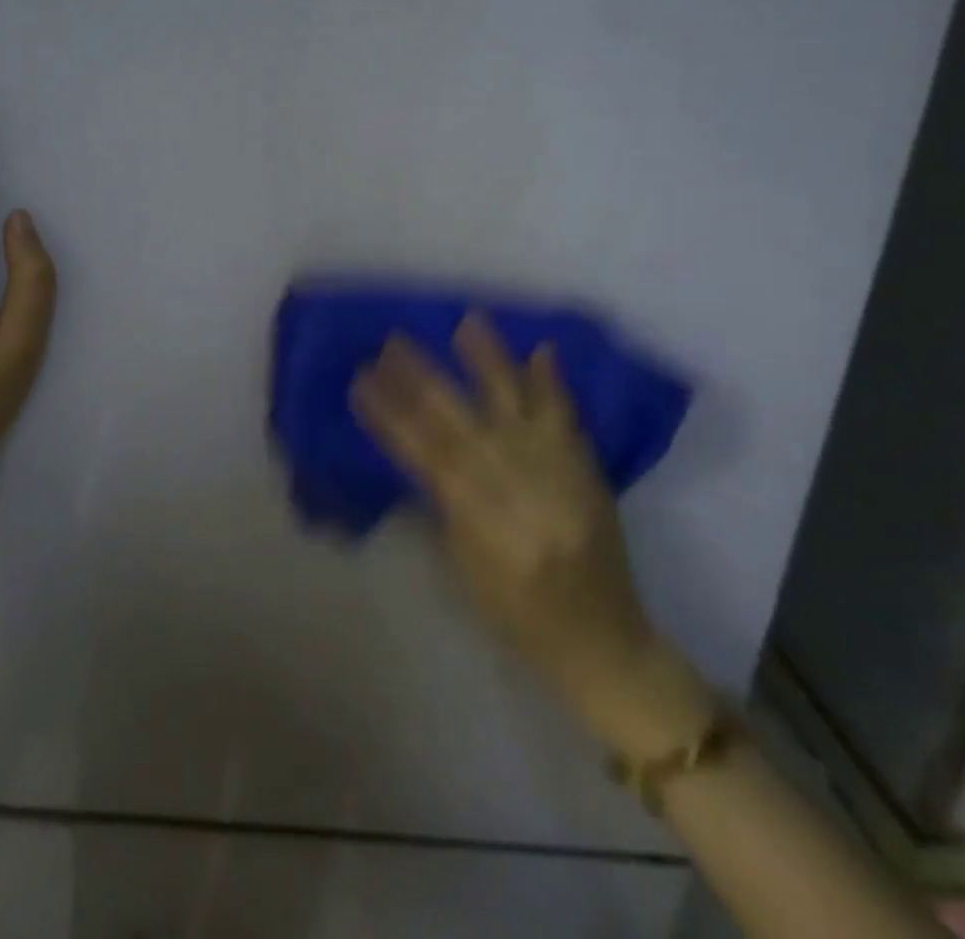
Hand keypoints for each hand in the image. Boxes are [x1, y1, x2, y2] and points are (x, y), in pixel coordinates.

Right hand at [350, 314, 712, 757]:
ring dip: (490, 363)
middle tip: (393, 341)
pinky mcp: (589, 473)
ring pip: (519, 408)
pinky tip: (540, 349)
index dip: (391, 416)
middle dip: (424, 380)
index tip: (362, 380)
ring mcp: (561, 476)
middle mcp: (523, 492)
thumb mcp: (460, 570)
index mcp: (485, 524)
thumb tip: (411, 451)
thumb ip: (437, 506)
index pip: (427, 456)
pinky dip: (552, 383)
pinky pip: (569, 420)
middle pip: (463, 424)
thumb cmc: (515, 616)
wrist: (603, 642)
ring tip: (467, 322)